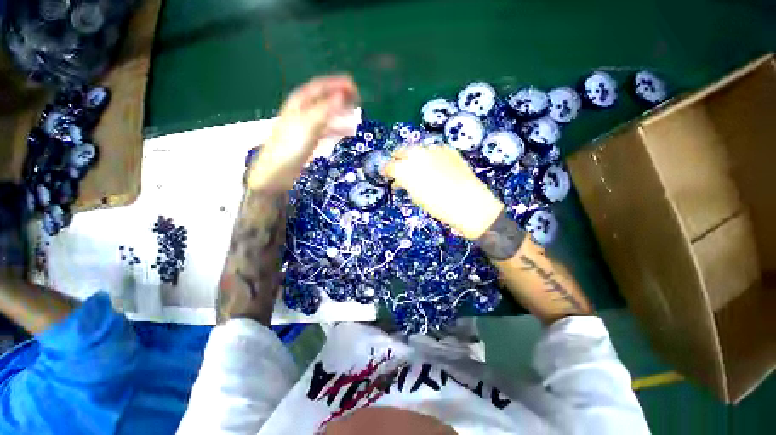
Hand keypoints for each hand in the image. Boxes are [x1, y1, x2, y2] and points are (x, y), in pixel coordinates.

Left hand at [248, 75, 358, 189]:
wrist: (277, 172)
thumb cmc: (290, 146)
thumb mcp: (309, 125)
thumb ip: (326, 109)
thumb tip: (343, 95)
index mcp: (300, 103)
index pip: (320, 87)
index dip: (337, 84)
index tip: (354, 86)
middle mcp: (303, 111)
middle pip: (324, 99)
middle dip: (341, 97)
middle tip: (358, 100)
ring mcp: (306, 126)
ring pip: (327, 115)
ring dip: (341, 113)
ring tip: (355, 115)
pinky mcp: (309, 140)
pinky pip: (327, 130)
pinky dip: (338, 129)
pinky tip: (347, 132)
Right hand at [384, 146, 503, 239]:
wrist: (468, 202)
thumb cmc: (438, 206)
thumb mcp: (416, 197)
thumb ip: (405, 184)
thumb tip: (401, 181)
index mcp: (405, 169)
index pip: (390, 166)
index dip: (387, 171)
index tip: (387, 175)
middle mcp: (416, 154)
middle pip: (401, 151)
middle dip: (398, 160)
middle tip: (400, 169)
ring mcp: (433, 149)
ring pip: (417, 149)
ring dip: (415, 158)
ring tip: (419, 169)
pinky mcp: (447, 149)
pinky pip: (434, 150)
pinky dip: (431, 157)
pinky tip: (436, 167)